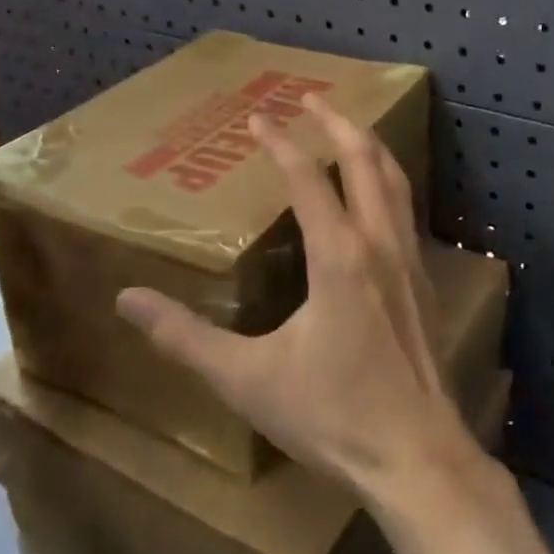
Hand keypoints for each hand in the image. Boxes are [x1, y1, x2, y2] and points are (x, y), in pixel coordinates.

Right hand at [116, 98, 482, 503]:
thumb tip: (128, 298)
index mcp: (339, 256)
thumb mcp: (247, 379)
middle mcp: (379, 243)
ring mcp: (410, 260)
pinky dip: (388, 183)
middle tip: (312, 97)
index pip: (307, 178)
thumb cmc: (331, 416)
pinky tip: (376, 197)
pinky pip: (406, 211)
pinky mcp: (425, 282)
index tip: (257, 117)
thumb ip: (185, 337)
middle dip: (337, 123)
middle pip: (365, 160)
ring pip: (395, 181)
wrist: (415, 455)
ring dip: (369, 147)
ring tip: (348, 129)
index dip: (280, 142)